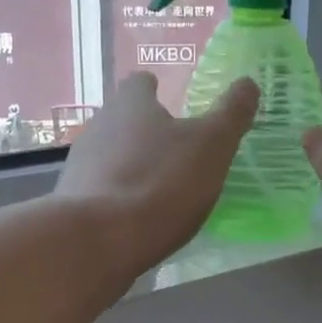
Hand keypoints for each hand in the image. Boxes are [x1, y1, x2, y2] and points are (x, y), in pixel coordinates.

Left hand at [56, 71, 258, 277]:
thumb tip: (247, 83)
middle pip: (121, 120)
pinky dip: (117, 197)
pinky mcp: (73, 202)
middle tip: (172, 149)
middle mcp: (99, 126)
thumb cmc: (161, 182)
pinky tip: (135, 217)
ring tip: (157, 187)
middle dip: (143, 131)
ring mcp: (80, 165)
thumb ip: (231, 114)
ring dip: (129, 166)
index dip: (154, 89)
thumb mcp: (211, 146)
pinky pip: (100, 191)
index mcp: (130, 104)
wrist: (99, 240)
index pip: (139, 83)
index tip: (168, 100)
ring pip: (108, 155)